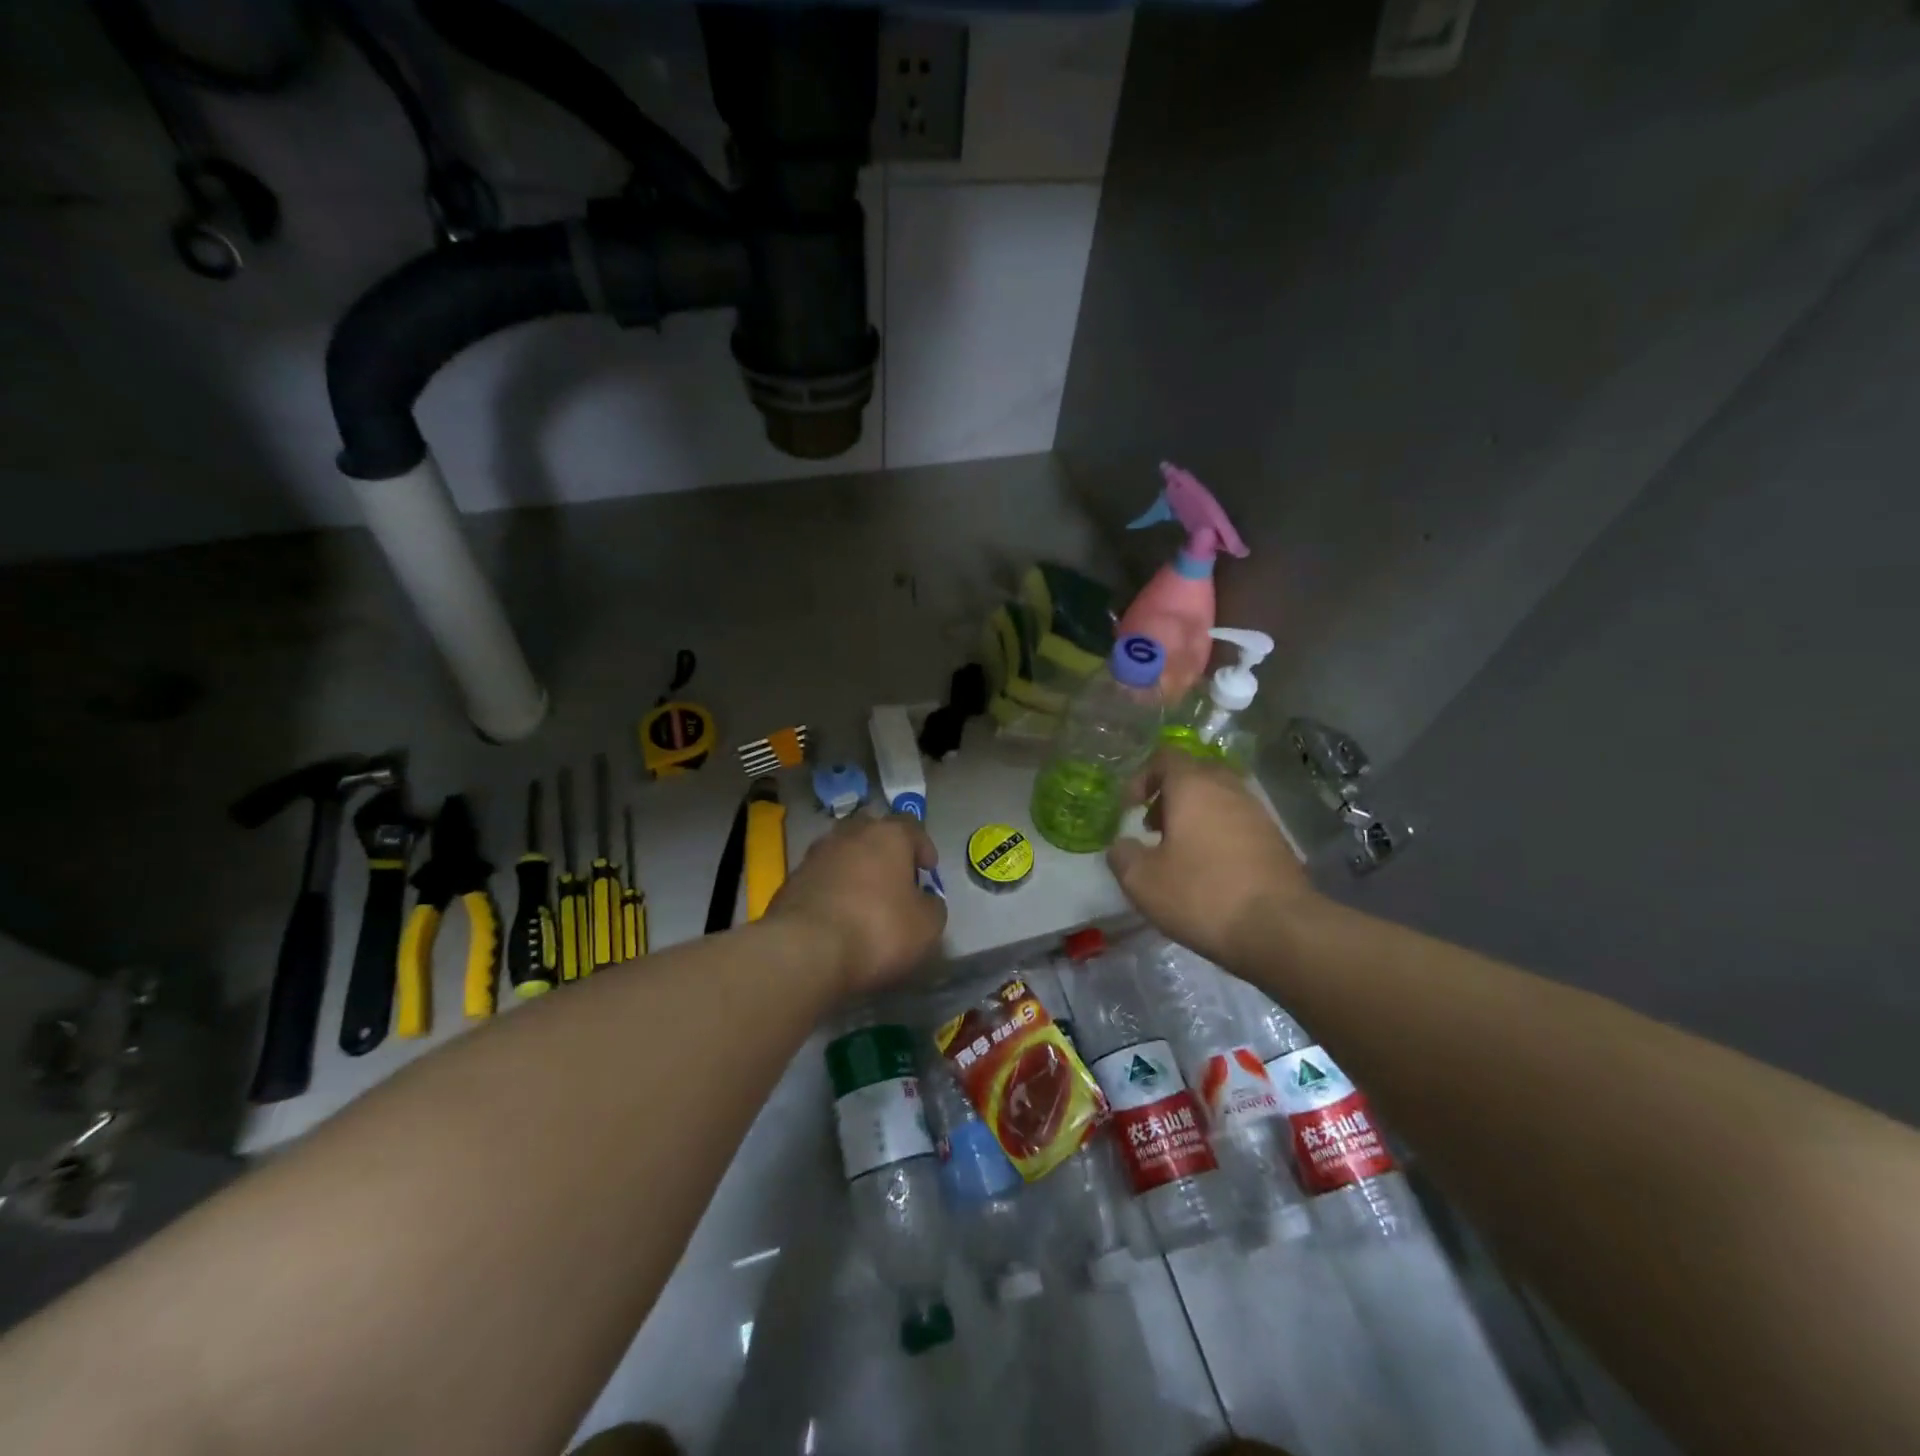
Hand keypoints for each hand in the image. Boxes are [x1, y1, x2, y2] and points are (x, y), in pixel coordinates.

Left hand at [767, 814, 946, 993]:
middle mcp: (849, 834)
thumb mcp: (927, 926)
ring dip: (854, 869)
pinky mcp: (790, 881)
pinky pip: (820, 878)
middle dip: (884, 851)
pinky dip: (831, 889)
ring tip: (863, 898)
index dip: (923, 846)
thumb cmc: (878, 929)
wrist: (805, 951)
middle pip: (872, 832)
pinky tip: (837, 915)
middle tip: (894, 877)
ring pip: (842, 853)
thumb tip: (925, 900)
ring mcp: (815, 855)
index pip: (911, 827)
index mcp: (888, 835)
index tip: (928, 869)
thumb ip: (932, 906)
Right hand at [1107, 750, 1317, 967]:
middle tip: (1153, 828)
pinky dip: (1218, 835)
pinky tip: (1210, 871)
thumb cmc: (1201, 895)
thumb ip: (1122, 856)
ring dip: (1195, 816)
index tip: (1130, 809)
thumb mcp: (1142, 881)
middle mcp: (1228, 789)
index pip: (1165, 757)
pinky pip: (1238, 823)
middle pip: (1194, 774)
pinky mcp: (1276, 840)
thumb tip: (1122, 846)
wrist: (1279, 929)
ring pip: (1219, 799)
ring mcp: (1258, 813)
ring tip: (1180, 853)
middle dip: (1169, 795)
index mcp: (1193, 786)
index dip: (1141, 777)